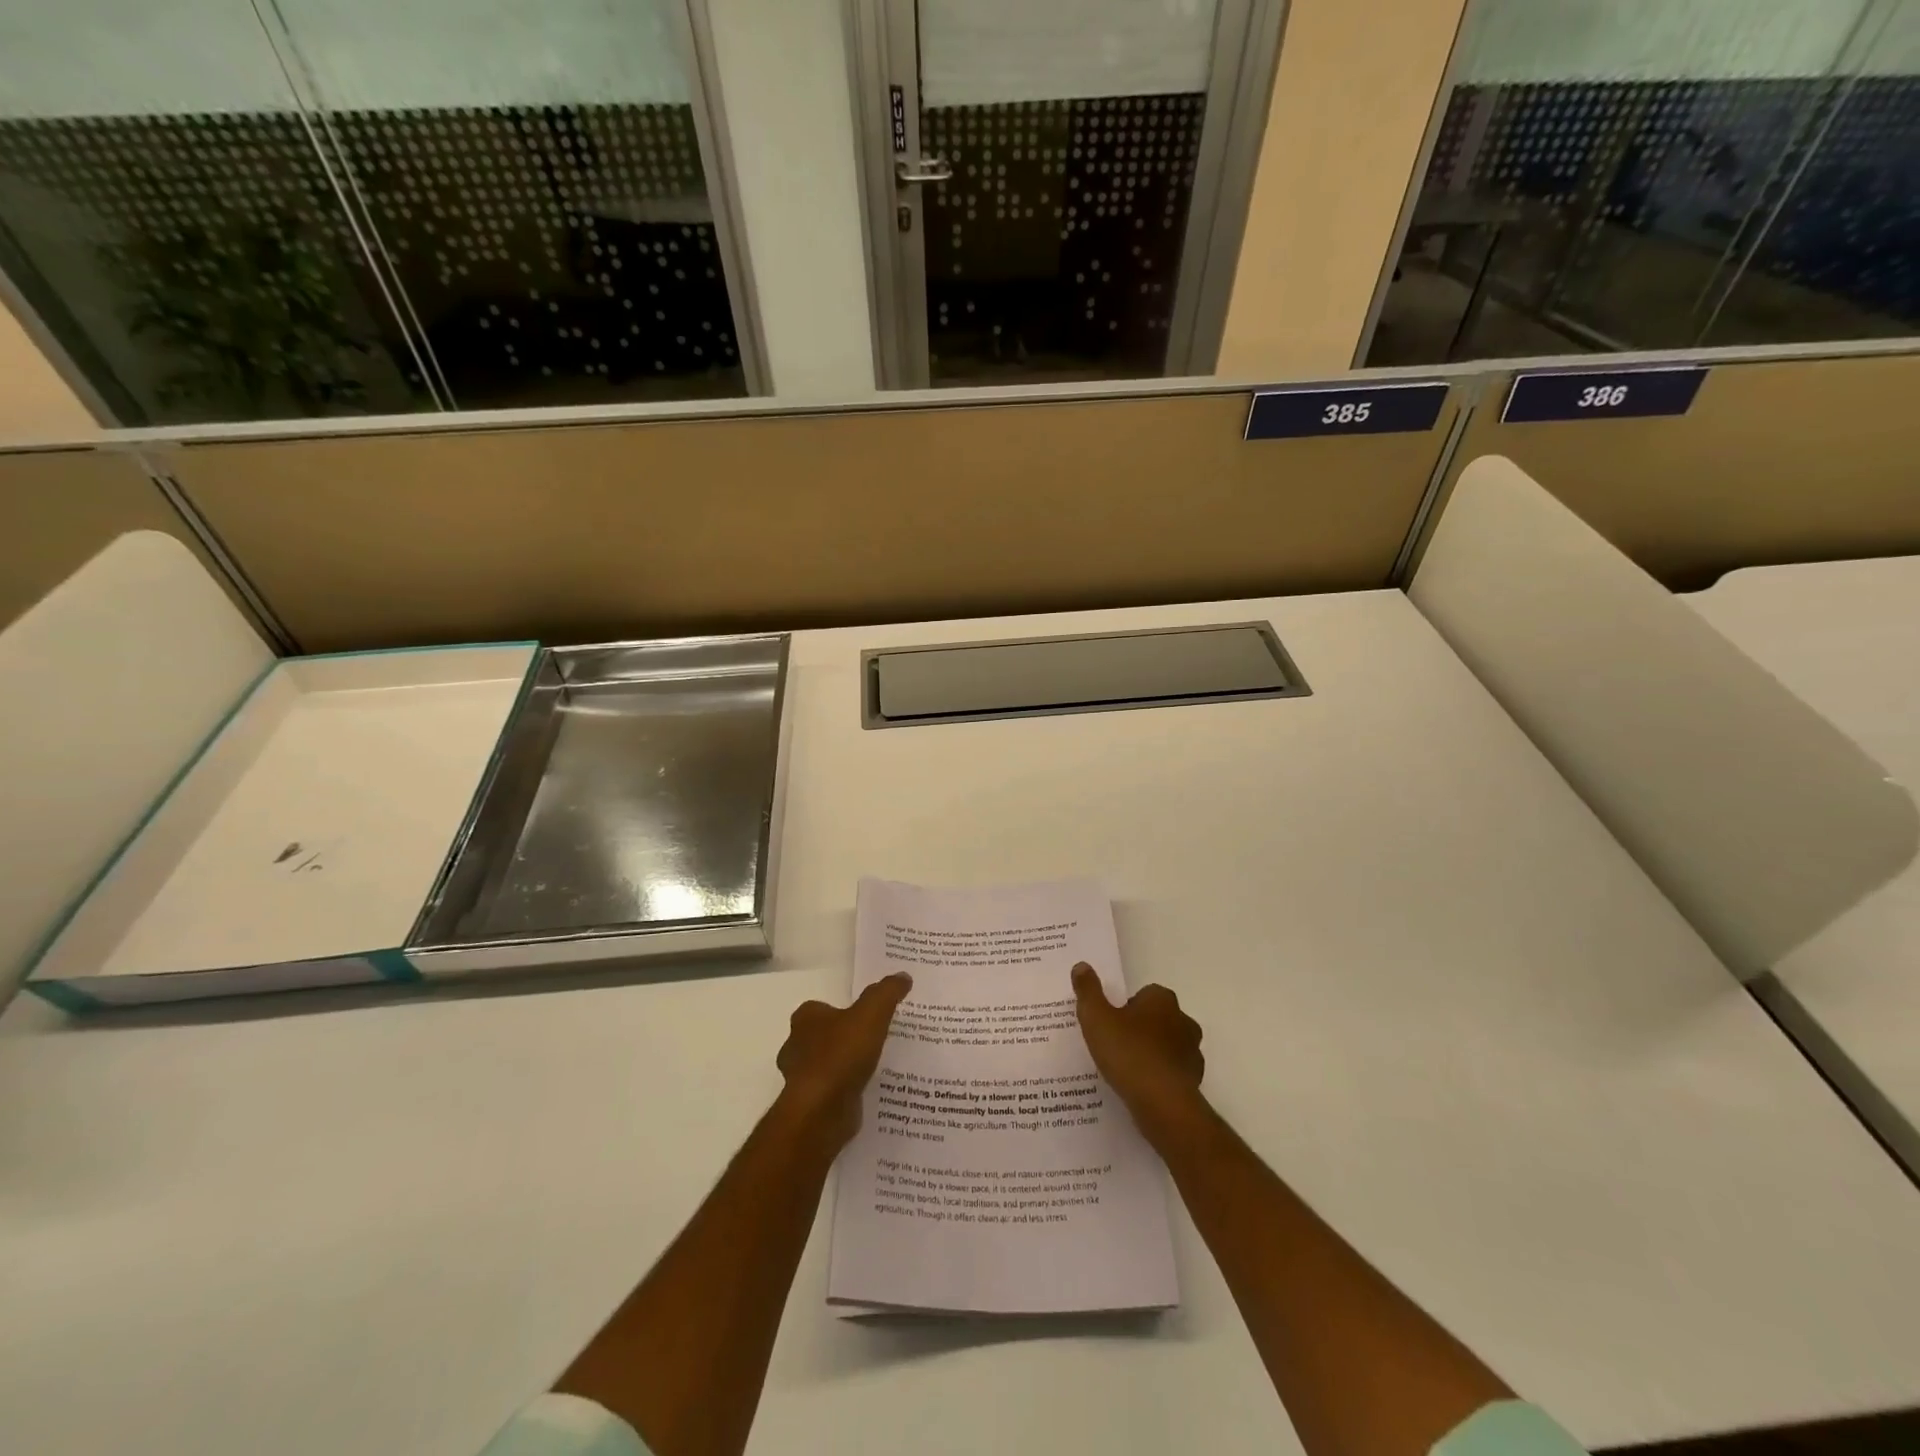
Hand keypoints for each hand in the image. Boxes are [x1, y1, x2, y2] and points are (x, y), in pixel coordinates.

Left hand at [775, 973, 911, 1149]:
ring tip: (874, 1067)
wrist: (822, 1110)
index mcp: (806, 1019)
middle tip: (872, 1040)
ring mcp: (801, 1077)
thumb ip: (887, 992)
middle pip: (822, 1036)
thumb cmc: (842, 1054)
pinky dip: (846, 1090)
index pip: (822, 1008)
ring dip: (844, 1066)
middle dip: (842, 1038)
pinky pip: (832, 1091)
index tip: (865, 1016)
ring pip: (826, 1065)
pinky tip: (867, 1090)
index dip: (842, 1010)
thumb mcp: (872, 1013)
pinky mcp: (810, 1104)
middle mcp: (796, 1045)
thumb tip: (903, 976)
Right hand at [1072, 963, 1205, 1144]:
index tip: (1110, 1024)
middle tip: (1115, 1045)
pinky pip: (1171, 1073)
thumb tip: (1081, 965)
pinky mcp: (1194, 1081)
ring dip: (1151, 1053)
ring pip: (1167, 1046)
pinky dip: (1159, 1077)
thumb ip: (1088, 991)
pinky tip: (1140, 1089)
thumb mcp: (1096, 1018)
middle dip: (1140, 1029)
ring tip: (1126, 1071)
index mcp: (1161, 1000)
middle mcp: (1183, 1020)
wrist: (1162, 1105)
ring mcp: (1192, 1052)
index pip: (1144, 994)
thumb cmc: (1128, 1053)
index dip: (1125, 1008)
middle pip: (1157, 1019)